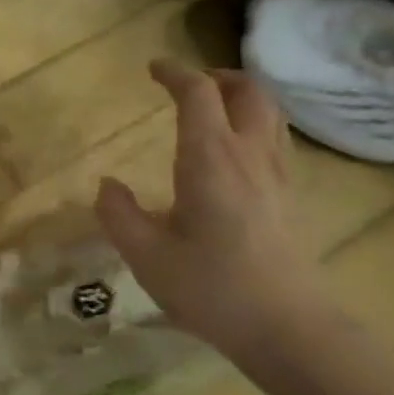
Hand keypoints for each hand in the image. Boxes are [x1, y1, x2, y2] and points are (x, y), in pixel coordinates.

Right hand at [95, 60, 332, 357]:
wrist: (285, 326)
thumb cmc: (209, 287)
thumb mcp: (145, 254)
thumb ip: (118, 214)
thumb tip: (106, 185)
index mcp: (210, 159)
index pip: (197, 95)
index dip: (175, 73)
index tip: (152, 68)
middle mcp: (249, 155)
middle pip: (248, 91)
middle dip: (218, 76)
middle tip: (189, 83)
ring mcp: (276, 175)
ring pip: (269, 113)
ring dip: (242, 96)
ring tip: (213, 107)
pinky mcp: (288, 197)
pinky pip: (274, 139)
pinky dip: (253, 124)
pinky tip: (233, 152)